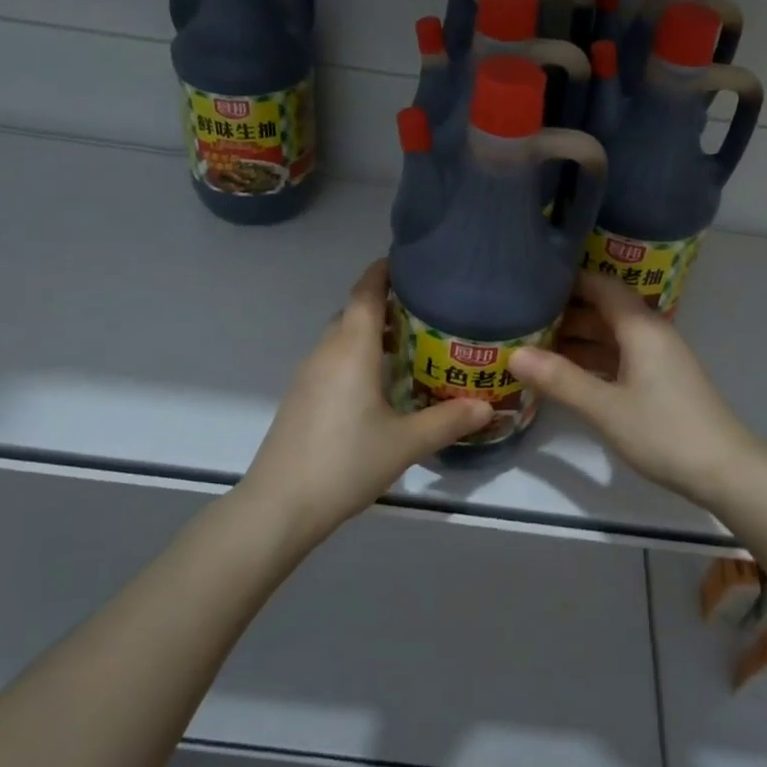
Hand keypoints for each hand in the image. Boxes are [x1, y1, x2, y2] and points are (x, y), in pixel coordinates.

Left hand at [244, 260, 488, 535]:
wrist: (280, 504)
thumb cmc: (346, 462)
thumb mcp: (406, 443)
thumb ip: (448, 421)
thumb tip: (487, 407)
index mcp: (352, 349)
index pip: (366, 292)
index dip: (384, 271)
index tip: (410, 262)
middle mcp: (326, 351)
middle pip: (354, 311)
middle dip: (386, 304)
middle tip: (427, 309)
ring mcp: (308, 374)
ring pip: (342, 337)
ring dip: (371, 332)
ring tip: (410, 344)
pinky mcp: (300, 396)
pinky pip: (333, 359)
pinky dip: (357, 355)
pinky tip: (379, 383)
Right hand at [510, 271, 766, 507]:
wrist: (725, 471)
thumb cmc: (664, 432)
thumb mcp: (605, 408)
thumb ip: (560, 380)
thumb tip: (513, 354)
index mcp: (641, 327)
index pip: (601, 285)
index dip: (568, 279)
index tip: (531, 280)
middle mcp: (650, 333)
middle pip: (604, 308)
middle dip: (565, 310)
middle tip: (521, 316)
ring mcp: (657, 357)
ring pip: (610, 335)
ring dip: (576, 338)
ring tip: (533, 343)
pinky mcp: (660, 380)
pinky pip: (619, 356)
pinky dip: (592, 359)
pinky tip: (565, 373)